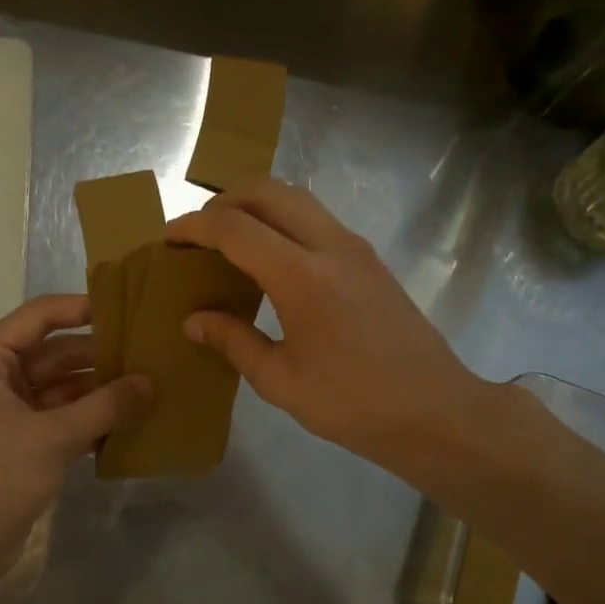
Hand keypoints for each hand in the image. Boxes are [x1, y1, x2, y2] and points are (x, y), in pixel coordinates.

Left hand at [0, 294, 148, 580]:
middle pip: (57, 352)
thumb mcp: (54, 437)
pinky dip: (92, 418)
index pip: (41, 316)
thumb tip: (149, 382)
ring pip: (63, 387)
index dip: (83, 308)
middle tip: (150, 353)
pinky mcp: (23, 441)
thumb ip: (105, 406)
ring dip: (101, 390)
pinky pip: (63, 416)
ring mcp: (10, 410)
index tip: (128, 310)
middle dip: (100, 355)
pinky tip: (130, 422)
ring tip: (149, 386)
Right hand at [167, 178, 482, 473]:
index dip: (195, 227)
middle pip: (269, 192)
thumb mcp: (280, 381)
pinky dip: (284, 221)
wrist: (435, 411)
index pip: (235, 229)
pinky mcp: (371, 260)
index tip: (169, 238)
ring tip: (230, 238)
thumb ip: (233, 341)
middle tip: (198, 231)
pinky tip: (272, 258)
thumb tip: (193, 320)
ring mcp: (356, 249)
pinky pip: (318, 220)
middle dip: (225, 200)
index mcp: (301, 276)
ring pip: (297, 199)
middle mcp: (330, 246)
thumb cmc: (352, 404)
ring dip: (257, 205)